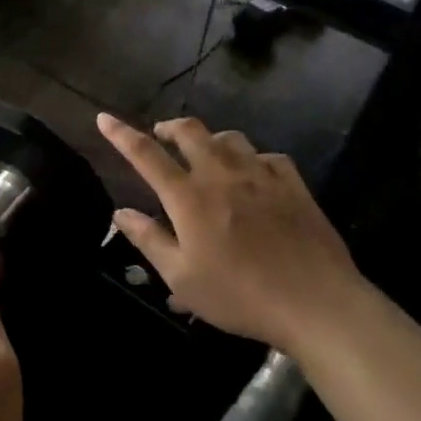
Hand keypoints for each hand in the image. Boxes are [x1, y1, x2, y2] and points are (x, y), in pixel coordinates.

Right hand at [97, 115, 368, 352]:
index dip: (121, 134)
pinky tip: (254, 174)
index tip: (104, 118)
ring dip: (210, 140)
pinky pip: (268, 157)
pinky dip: (252, 159)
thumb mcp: (182, 278)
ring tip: (205, 153)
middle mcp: (221, 175)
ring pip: (229, 138)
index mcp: (189, 197)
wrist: (316, 303)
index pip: (146, 154)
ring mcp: (261, 176)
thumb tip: (121, 212)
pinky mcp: (293, 185)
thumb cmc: (240, 295)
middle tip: (161, 136)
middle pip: (190, 131)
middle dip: (169, 127)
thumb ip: (149, 240)